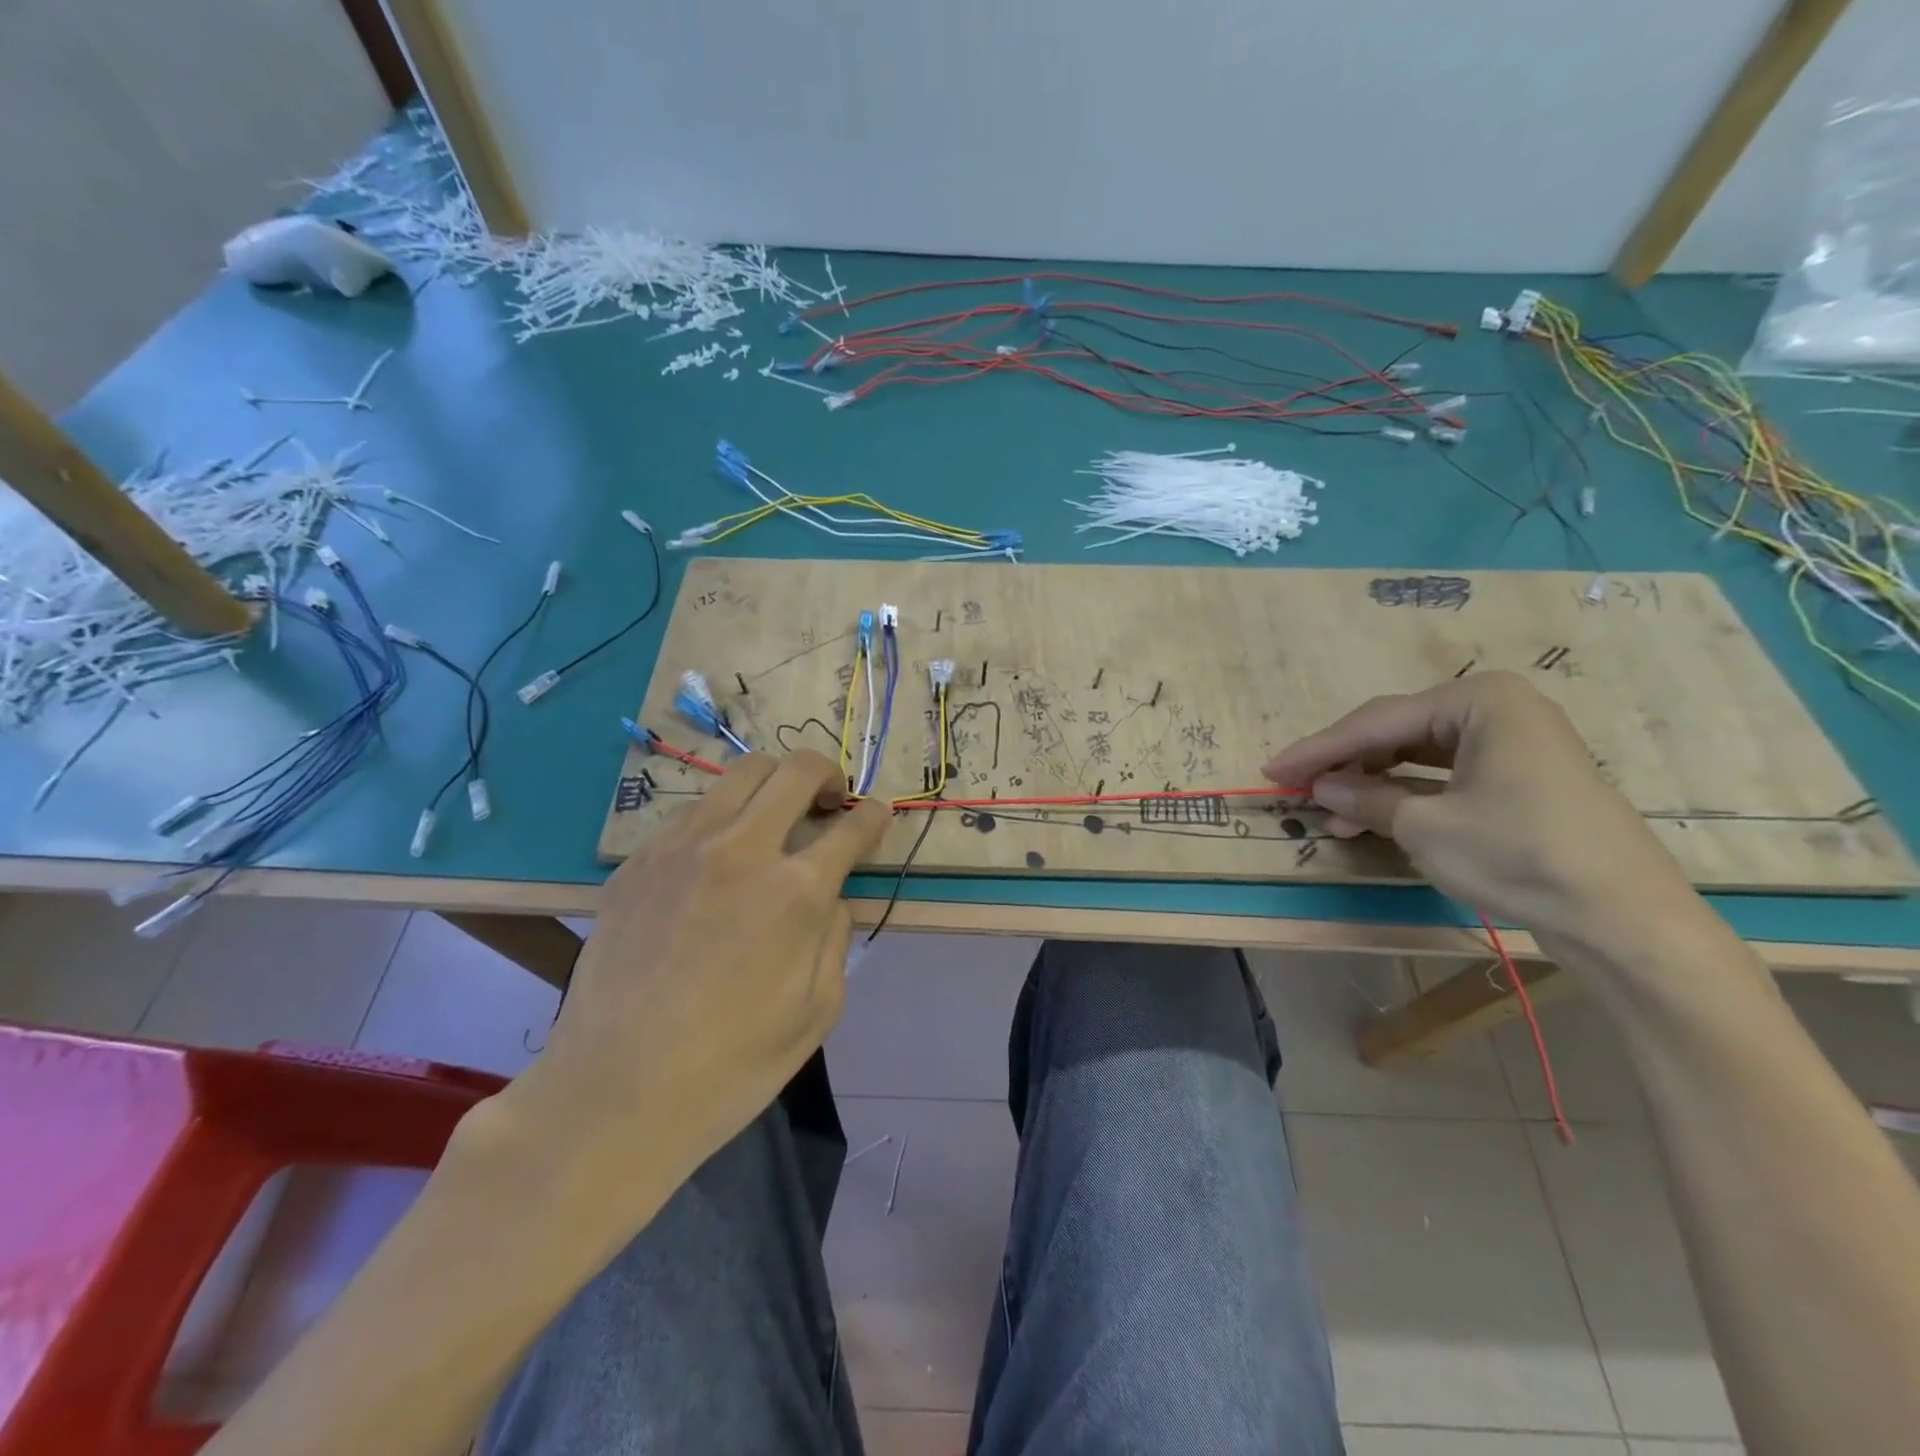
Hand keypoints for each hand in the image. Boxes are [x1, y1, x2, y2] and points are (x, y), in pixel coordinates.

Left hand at [498, 750, 889, 1209]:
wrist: (614, 1093)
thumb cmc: (731, 1065)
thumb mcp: (817, 1010)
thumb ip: (835, 938)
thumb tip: (831, 899)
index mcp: (795, 891)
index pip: (850, 826)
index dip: (873, 815)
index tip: (876, 814)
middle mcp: (740, 850)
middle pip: (794, 770)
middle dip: (825, 774)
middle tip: (828, 800)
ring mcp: (681, 849)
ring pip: (737, 775)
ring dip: (770, 786)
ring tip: (773, 819)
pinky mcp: (637, 862)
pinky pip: (690, 812)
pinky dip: (720, 817)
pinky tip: (717, 857)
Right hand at [1262, 671, 1693, 938]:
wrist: (1624, 918)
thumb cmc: (1518, 853)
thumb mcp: (1425, 826)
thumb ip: (1365, 798)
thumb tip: (1320, 785)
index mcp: (1479, 701)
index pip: (1376, 722)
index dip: (1317, 749)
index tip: (1271, 770)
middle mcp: (1497, 710)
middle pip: (1396, 732)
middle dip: (1344, 763)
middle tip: (1296, 787)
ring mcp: (1512, 745)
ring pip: (1416, 756)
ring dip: (1370, 784)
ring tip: (1329, 814)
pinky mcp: (1520, 780)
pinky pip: (1443, 777)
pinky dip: (1405, 796)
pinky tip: (1370, 818)